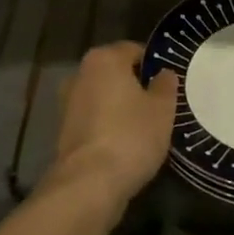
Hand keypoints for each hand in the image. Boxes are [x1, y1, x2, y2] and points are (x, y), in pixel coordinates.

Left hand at [48, 42, 177, 214]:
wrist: (88, 184)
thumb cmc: (130, 136)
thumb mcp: (162, 109)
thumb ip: (165, 86)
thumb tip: (163, 74)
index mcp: (104, 59)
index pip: (134, 50)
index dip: (154, 65)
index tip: (169, 85)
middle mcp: (80, 74)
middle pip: (116, 73)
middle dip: (136, 86)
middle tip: (160, 106)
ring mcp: (68, 103)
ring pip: (104, 98)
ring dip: (120, 108)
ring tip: (145, 128)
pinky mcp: (64, 131)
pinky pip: (94, 120)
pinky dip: (108, 127)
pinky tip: (125, 145)